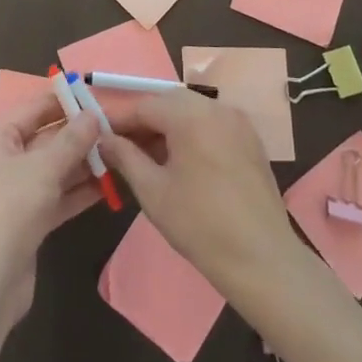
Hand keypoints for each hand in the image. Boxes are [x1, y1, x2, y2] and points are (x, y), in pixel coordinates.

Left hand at [0, 91, 102, 325]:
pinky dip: (78, 191)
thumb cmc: (9, 209)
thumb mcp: (43, 168)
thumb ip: (72, 140)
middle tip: (116, 127)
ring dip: (82, 164)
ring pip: (52, 170)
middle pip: (44, 139)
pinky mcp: (26, 223)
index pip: (32, 109)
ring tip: (119, 153)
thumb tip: (93, 114)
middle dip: (78, 135)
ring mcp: (12, 194)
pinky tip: (108, 186)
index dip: (64, 102)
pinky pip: (55, 197)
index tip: (97, 96)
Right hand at [97, 92, 304, 299]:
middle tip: (123, 148)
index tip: (100, 137)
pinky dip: (192, 134)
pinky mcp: (251, 139)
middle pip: (169, 103)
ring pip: (192, 112)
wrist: (261, 258)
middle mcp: (216, 107)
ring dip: (168, 127)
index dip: (120, 120)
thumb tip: (104, 139)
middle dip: (144, 122)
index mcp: (191, 115)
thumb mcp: (152, 191)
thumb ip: (125, 156)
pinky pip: (212, 124)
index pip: (145, 105)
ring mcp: (238, 122)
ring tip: (149, 158)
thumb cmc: (200, 225)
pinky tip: (181, 162)